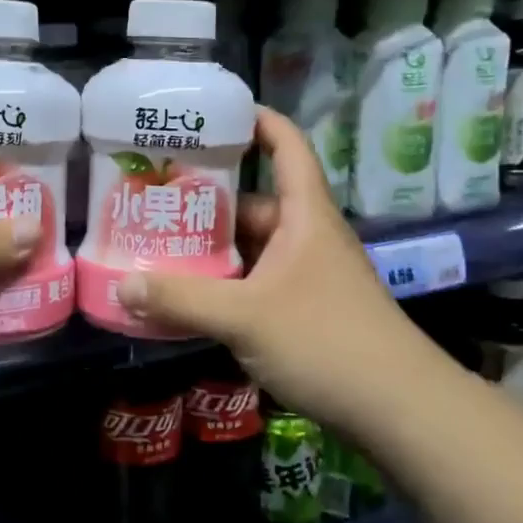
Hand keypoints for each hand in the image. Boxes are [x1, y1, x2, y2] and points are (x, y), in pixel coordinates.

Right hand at [114, 108, 421, 438]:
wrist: (399, 410)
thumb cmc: (326, 340)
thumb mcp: (245, 316)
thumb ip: (182, 299)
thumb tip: (123, 286)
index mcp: (304, 214)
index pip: (286, 145)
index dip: (257, 119)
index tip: (214, 112)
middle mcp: (307, 237)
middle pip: (253, 203)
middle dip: (206, 200)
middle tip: (153, 198)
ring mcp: (308, 276)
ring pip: (251, 249)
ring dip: (211, 250)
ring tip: (157, 247)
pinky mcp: (305, 312)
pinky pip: (255, 284)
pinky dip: (224, 287)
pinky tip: (187, 300)